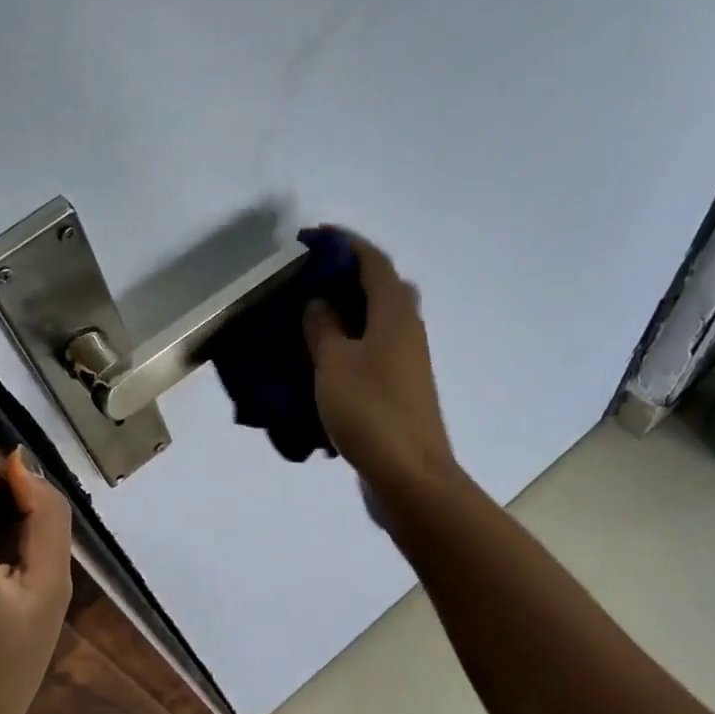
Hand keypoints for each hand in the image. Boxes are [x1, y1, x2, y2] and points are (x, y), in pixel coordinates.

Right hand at [303, 232, 460, 503]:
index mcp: (395, 314)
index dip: (343, 244)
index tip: (311, 238)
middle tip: (306, 280)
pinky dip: (348, 342)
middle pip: (378, 287)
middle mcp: (407, 329)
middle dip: (344, 276)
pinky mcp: (399, 387)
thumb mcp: (334, 364)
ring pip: (375, 320)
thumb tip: (319, 301)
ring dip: (345, 311)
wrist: (408, 475)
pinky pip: (371, 349)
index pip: (372, 261)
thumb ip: (322, 327)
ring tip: (306, 316)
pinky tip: (320, 358)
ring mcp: (406, 360)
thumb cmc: (370, 412)